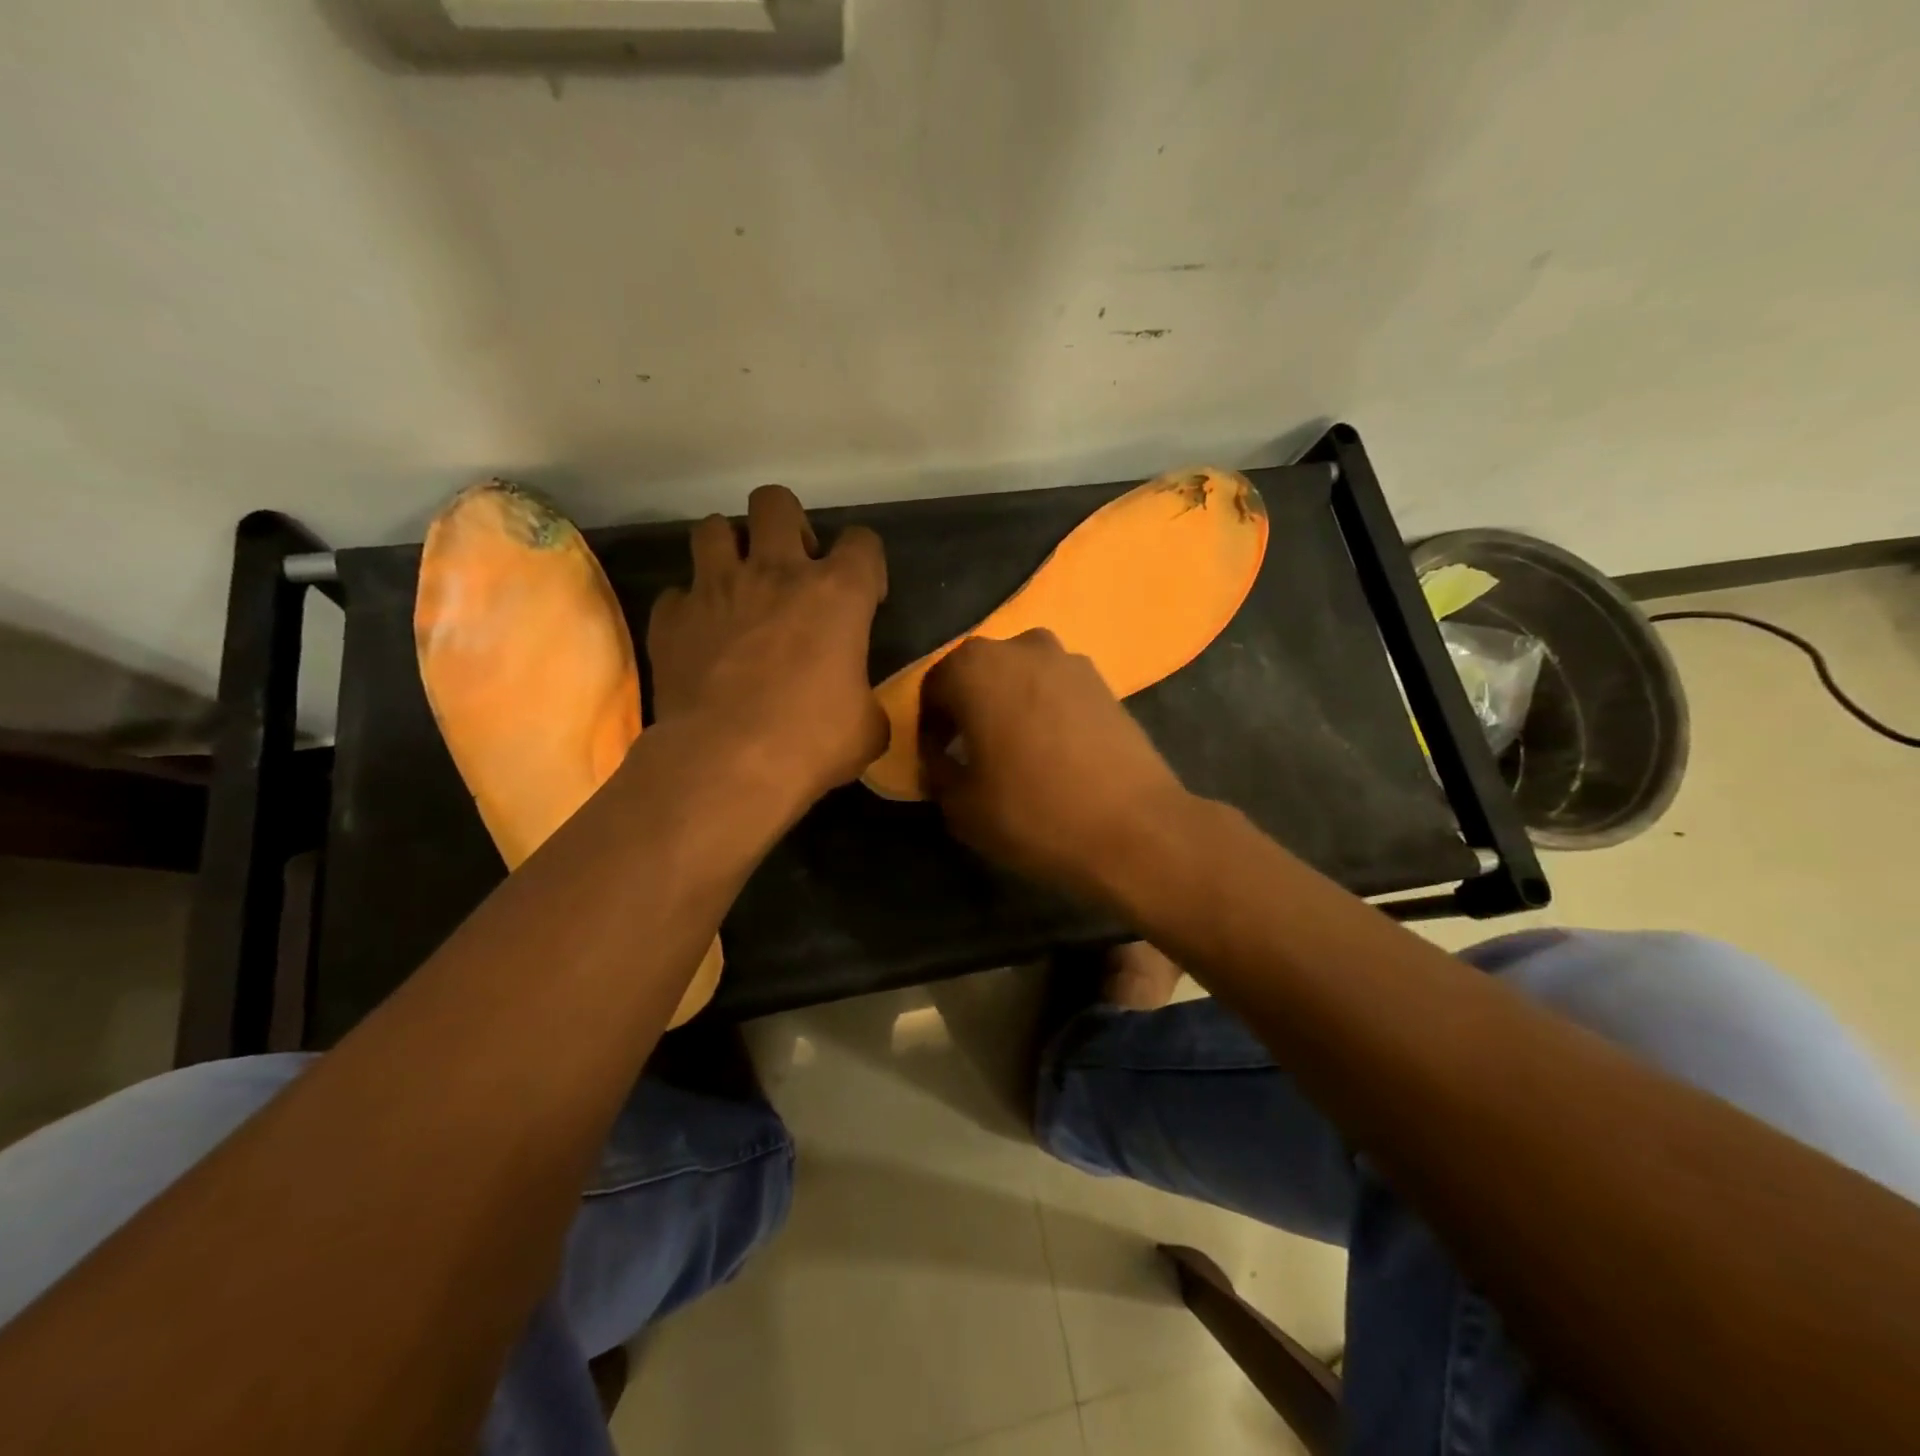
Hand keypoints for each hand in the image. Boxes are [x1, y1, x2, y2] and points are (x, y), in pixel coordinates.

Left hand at [648, 485, 887, 806]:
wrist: (727, 763)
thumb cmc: (813, 741)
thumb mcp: (867, 726)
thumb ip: (865, 697)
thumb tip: (858, 704)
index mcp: (837, 593)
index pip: (863, 541)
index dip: (867, 564)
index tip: (864, 598)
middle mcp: (775, 573)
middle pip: (775, 502)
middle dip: (786, 525)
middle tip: (791, 568)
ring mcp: (715, 589)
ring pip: (712, 527)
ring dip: (728, 550)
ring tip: (738, 586)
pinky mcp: (671, 618)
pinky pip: (678, 594)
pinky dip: (691, 607)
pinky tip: (701, 636)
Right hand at [919, 630, 1190, 900]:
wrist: (1133, 829)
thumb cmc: (1033, 813)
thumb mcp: (960, 805)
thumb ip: (936, 769)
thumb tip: (938, 756)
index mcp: (974, 667)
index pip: (932, 689)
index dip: (927, 727)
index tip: (934, 760)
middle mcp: (1020, 647)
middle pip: (978, 675)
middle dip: (968, 709)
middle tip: (970, 753)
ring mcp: (1069, 660)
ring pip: (1020, 678)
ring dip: (1008, 705)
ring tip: (1014, 752)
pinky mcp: (1105, 681)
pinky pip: (1056, 690)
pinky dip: (1044, 710)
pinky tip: (1052, 751)